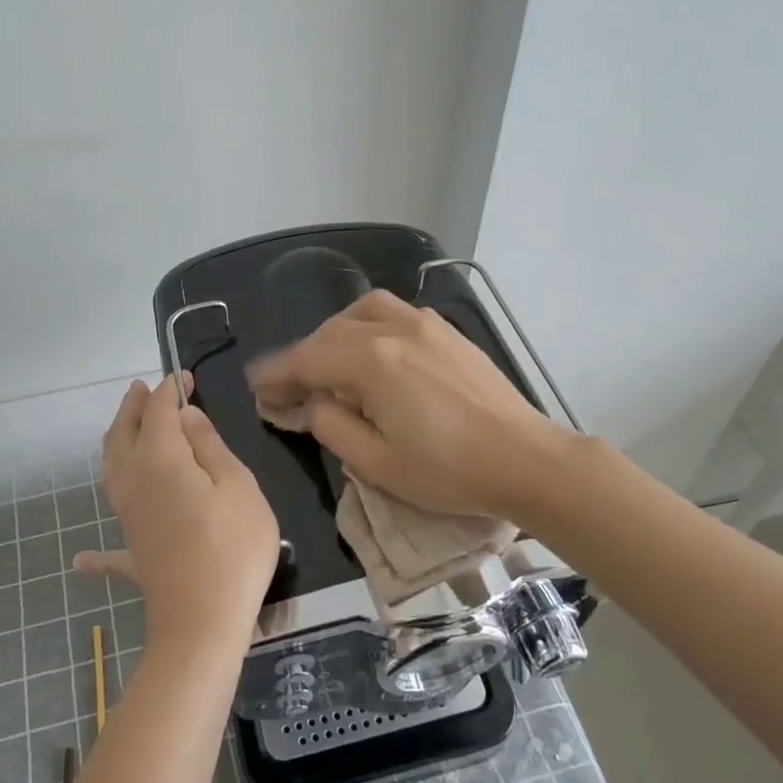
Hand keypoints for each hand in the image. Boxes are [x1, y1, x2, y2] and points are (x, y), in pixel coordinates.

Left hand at [74, 375, 280, 656]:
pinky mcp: (131, 551)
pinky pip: (108, 548)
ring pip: (110, 472)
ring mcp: (126, 517)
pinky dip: (95, 552)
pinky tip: (81, 559)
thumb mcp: (237, 485)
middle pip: (123, 434)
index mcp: (160, 458)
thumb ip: (210, 447)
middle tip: (142, 389)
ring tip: (126, 431)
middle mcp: (133, 480)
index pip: (160, 411)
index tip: (184, 377)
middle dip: (133, 408)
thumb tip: (186, 418)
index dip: (170, 390)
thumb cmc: (232, 546)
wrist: (202, 621)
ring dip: (116, 444)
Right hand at [247, 289, 571, 521]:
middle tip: (289, 390)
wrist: (527, 460)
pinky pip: (394, 313)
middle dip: (302, 358)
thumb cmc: (449, 471)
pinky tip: (372, 354)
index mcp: (372, 362)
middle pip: (330, 333)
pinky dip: (368, 327)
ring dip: (335, 334)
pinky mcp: (448, 332)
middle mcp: (394, 329)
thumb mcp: (376, 462)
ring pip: (362, 311)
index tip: (255, 387)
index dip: (276, 375)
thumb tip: (311, 404)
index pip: (306, 360)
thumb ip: (331, 425)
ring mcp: (425, 325)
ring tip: (328, 364)